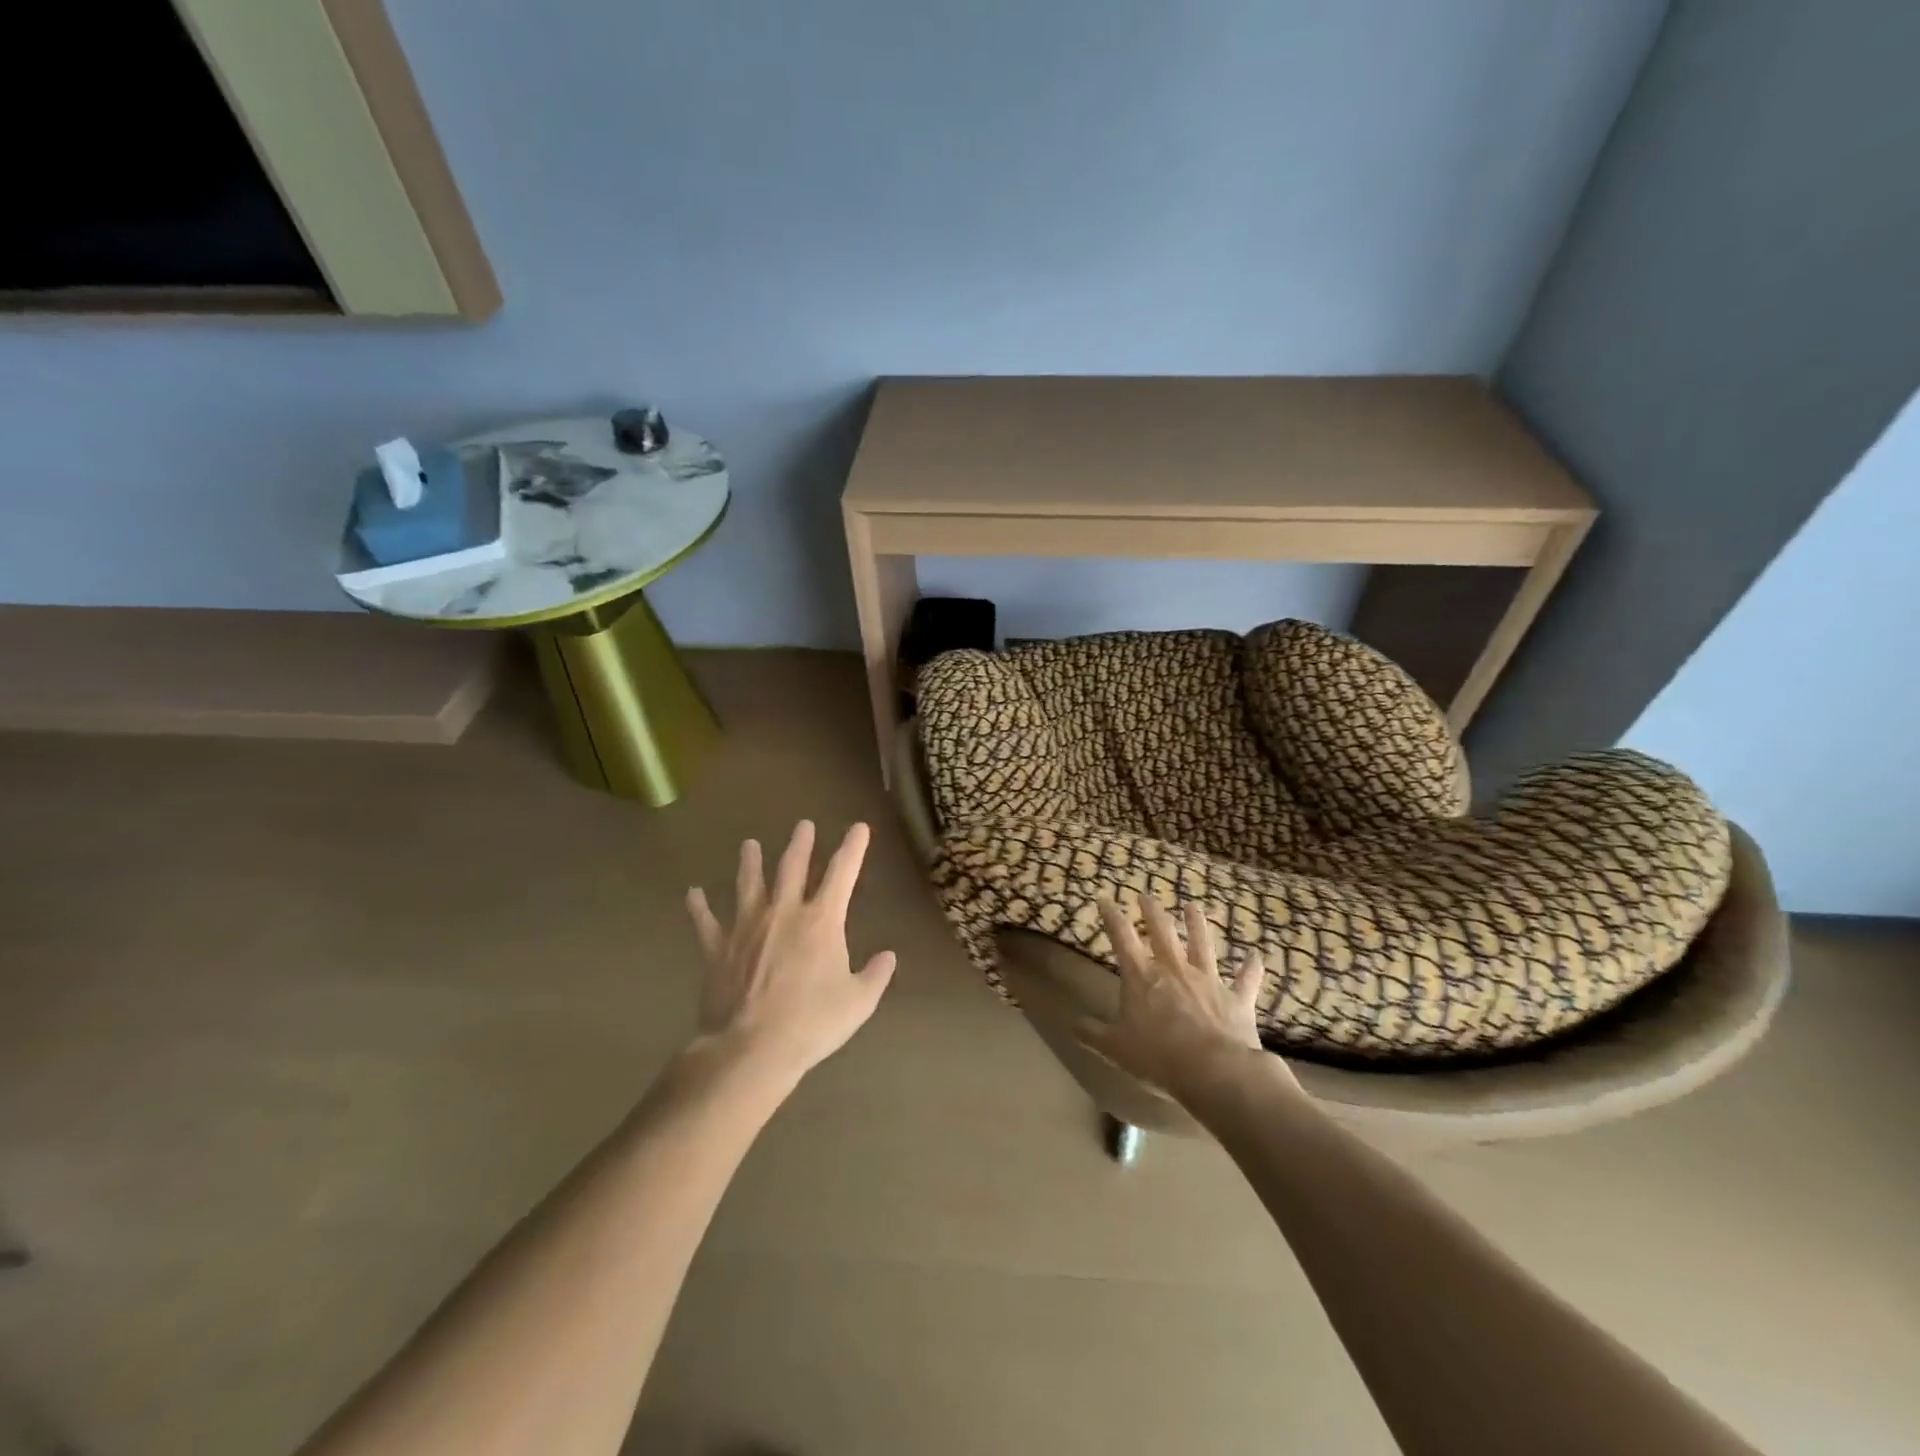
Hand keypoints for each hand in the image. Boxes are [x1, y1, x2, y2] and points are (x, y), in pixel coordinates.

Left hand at [686, 821, 896, 1081]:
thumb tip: (888, 956)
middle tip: (803, 825)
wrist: (750, 1048)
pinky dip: (699, 906)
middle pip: (792, 867)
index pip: (842, 873)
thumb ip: (876, 975)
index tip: (859, 827)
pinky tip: (693, 893)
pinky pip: (705, 921)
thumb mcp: (858, 1003)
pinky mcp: (717, 948)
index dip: (853, 848)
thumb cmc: (811, 1023)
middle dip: (801, 844)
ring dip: (750, 862)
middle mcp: (783, 912)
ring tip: (749, 845)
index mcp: (821, 921)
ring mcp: (746, 927)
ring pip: (748, 884)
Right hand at [1075, 896, 1289, 1105]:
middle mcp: (1174, 969)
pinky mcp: (1236, 998)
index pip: (1122, 937)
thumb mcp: (1115, 1049)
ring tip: (1193, 906)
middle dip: (1152, 911)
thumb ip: (1093, 1034)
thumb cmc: (1158, 1057)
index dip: (1111, 916)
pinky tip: (1257, 956)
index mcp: (1142, 977)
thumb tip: (1072, 1024)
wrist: (1214, 1071)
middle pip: (1162, 931)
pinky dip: (1252, 967)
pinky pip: (1246, 979)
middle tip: (1146, 896)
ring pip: (1202, 943)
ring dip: (1197, 924)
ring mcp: (1208, 980)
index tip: (1105, 898)